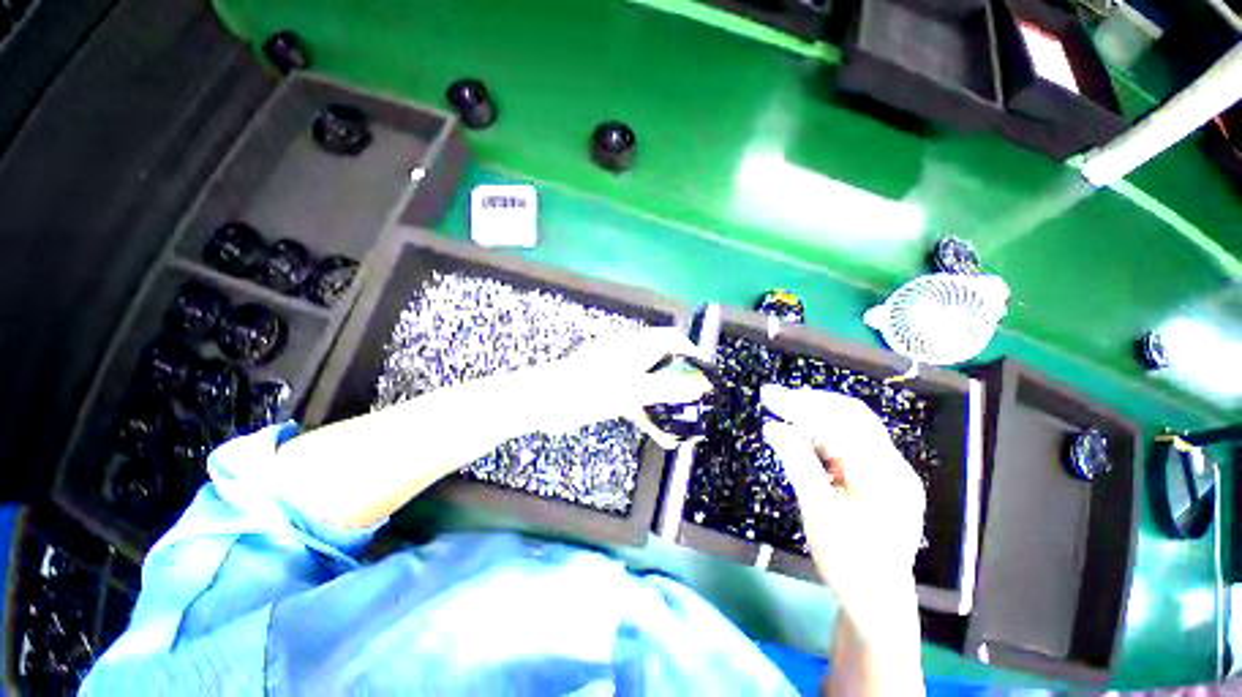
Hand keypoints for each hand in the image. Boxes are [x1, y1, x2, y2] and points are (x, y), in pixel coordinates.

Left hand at [539, 327, 712, 447]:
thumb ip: (668, 388)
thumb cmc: (589, 388)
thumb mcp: (632, 389)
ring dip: (668, 404)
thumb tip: (702, 386)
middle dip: (683, 383)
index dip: (691, 352)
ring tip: (687, 424)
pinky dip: (651, 417)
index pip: (671, 338)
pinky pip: (638, 402)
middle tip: (699, 403)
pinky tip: (664, 438)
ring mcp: (621, 376)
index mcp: (635, 346)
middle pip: (665, 364)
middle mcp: (631, 357)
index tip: (705, 374)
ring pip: (653, 386)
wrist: (546, 402)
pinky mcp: (613, 394)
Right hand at [760, 384, 925, 634]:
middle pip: (852, 416)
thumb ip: (797, 463)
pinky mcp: (879, 477)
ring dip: (816, 413)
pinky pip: (850, 442)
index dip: (801, 407)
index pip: (839, 425)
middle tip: (775, 396)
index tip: (768, 397)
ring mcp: (889, 470)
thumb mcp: (818, 512)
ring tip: (783, 408)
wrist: (876, 600)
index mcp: (884, 475)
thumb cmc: (847, 562)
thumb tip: (772, 426)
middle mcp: (893, 465)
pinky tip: (802, 431)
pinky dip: (823, 431)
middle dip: (811, 401)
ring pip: (852, 426)